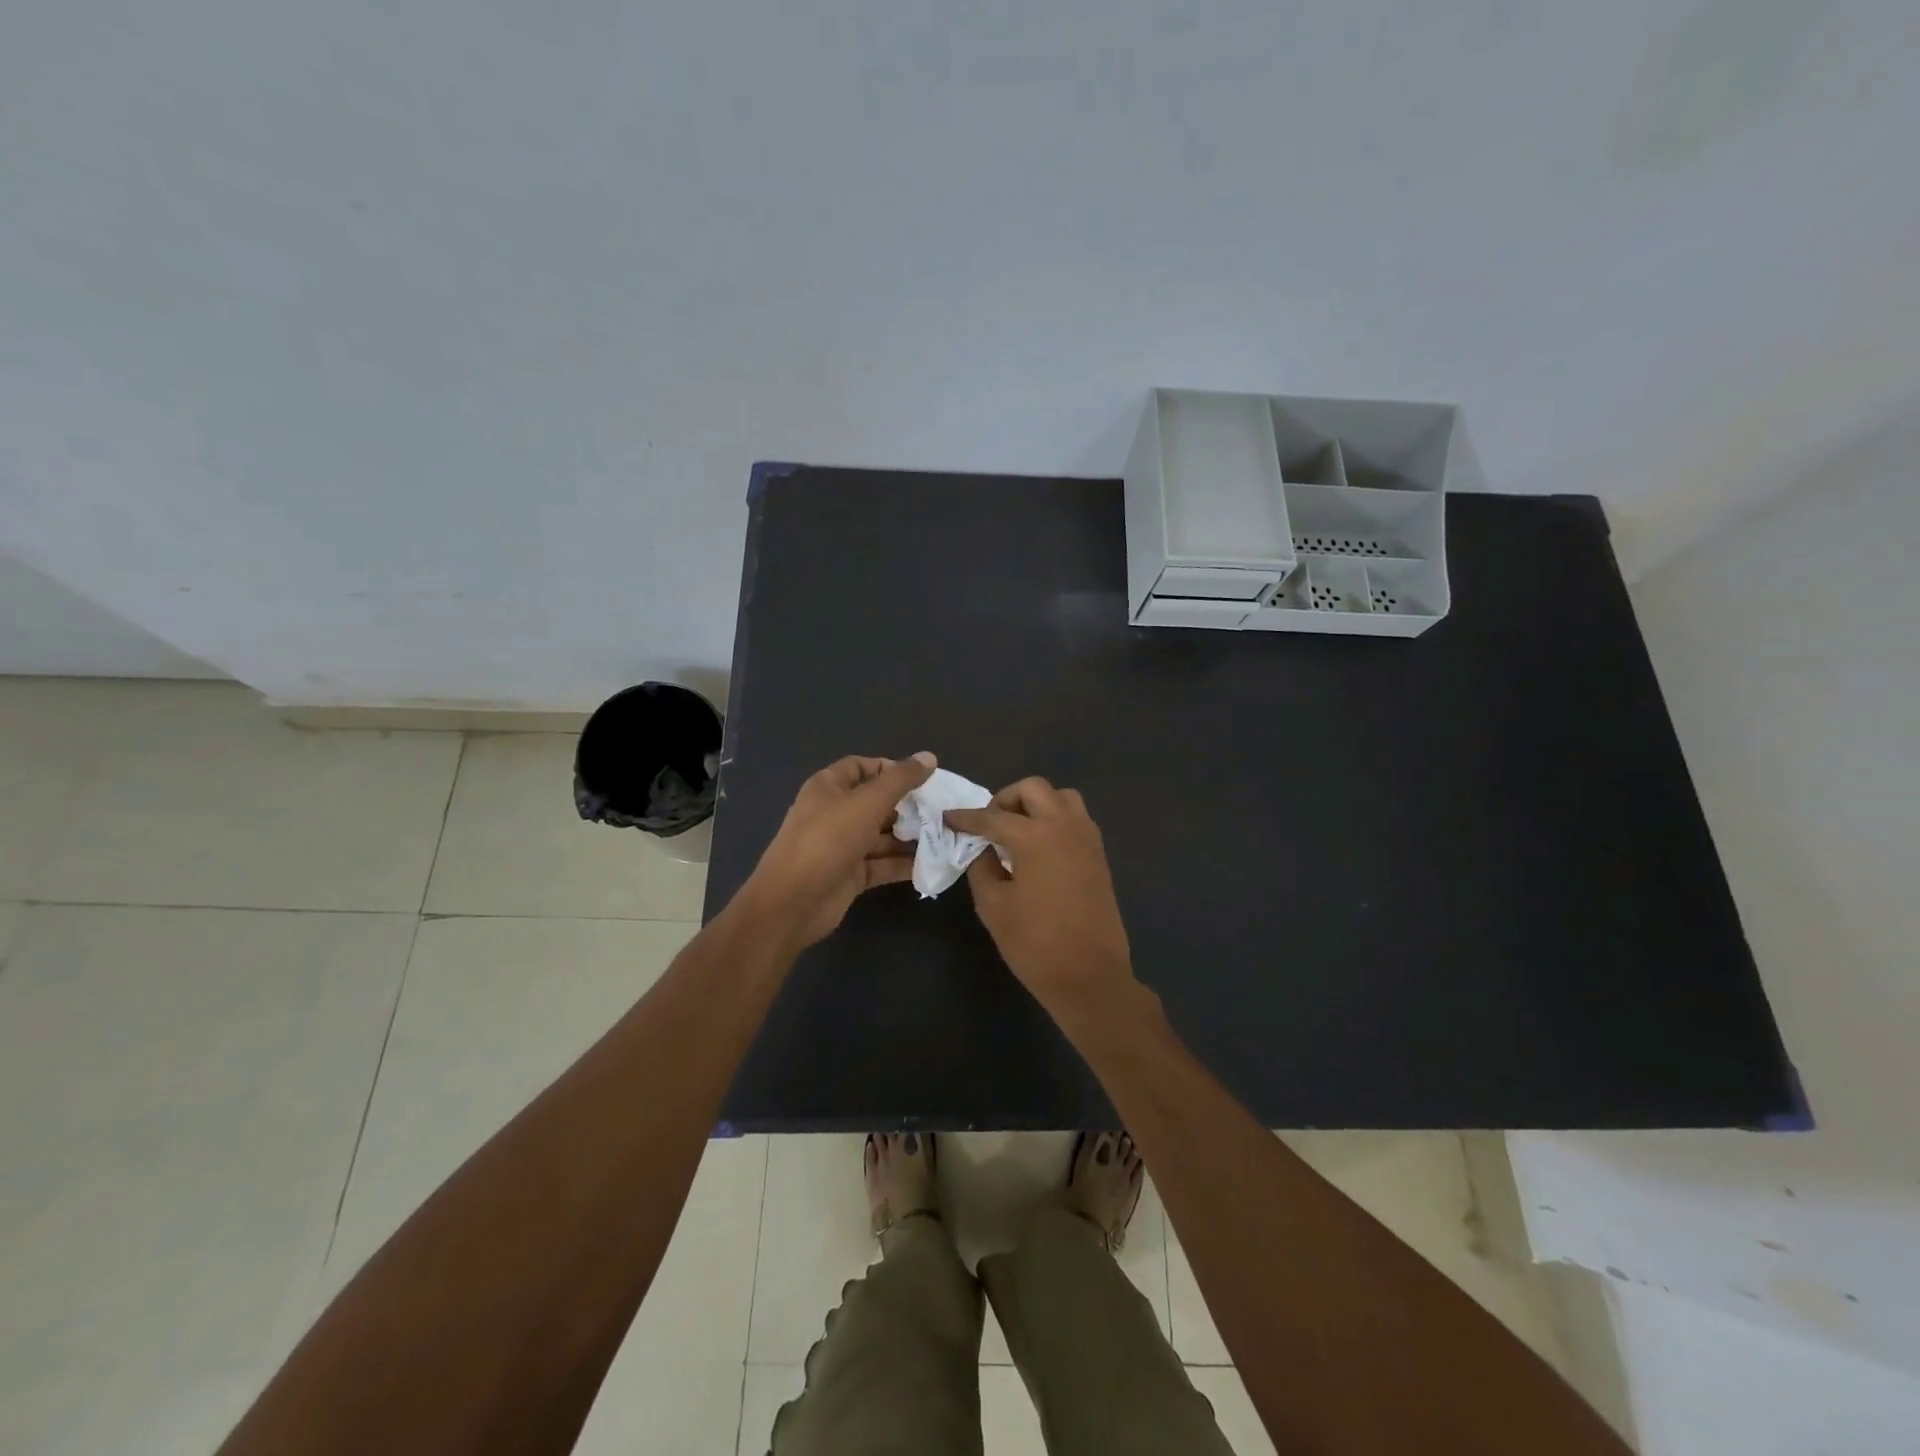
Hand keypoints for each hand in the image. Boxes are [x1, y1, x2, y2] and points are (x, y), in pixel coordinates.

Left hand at [742, 752, 935, 951]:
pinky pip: (881, 863)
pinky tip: (931, 863)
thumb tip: (929, 757)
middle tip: (940, 810)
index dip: (890, 769)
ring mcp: (841, 846)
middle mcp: (834, 813)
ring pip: (881, 835)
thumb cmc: (828, 840)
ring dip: (909, 836)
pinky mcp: (850, 875)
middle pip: (875, 802)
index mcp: (828, 788)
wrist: (793, 902)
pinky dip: (902, 863)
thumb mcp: (868, 802)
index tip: (922, 779)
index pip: (861, 767)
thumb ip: (900, 780)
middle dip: (907, 806)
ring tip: (943, 836)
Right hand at [946, 778, 1136, 1019]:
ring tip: (1018, 832)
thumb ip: (982, 868)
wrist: (1090, 976)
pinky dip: (1055, 820)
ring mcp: (1086, 838)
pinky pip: (1075, 818)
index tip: (948, 818)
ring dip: (1036, 805)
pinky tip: (1040, 848)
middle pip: (1033, 789)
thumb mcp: (993, 906)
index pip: (992, 816)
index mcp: (1035, 836)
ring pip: (1061, 797)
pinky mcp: (1098, 854)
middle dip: (1006, 800)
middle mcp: (1064, 826)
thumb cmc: (1035, 944)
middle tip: (989, 825)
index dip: (966, 818)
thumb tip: (982, 849)